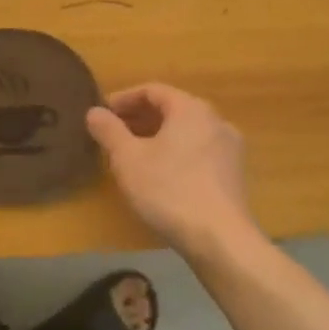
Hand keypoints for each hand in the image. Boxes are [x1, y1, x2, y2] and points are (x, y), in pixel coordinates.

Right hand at [86, 83, 256, 256]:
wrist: (220, 239)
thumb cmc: (169, 190)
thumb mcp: (128, 159)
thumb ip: (109, 131)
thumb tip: (94, 112)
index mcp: (191, 109)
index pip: (153, 91)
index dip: (124, 99)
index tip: (103, 113)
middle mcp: (215, 121)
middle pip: (172, 109)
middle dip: (140, 118)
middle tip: (113, 133)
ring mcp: (230, 149)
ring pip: (186, 132)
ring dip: (157, 137)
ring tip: (133, 154)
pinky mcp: (234, 175)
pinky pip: (199, 151)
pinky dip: (176, 153)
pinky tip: (160, 175)